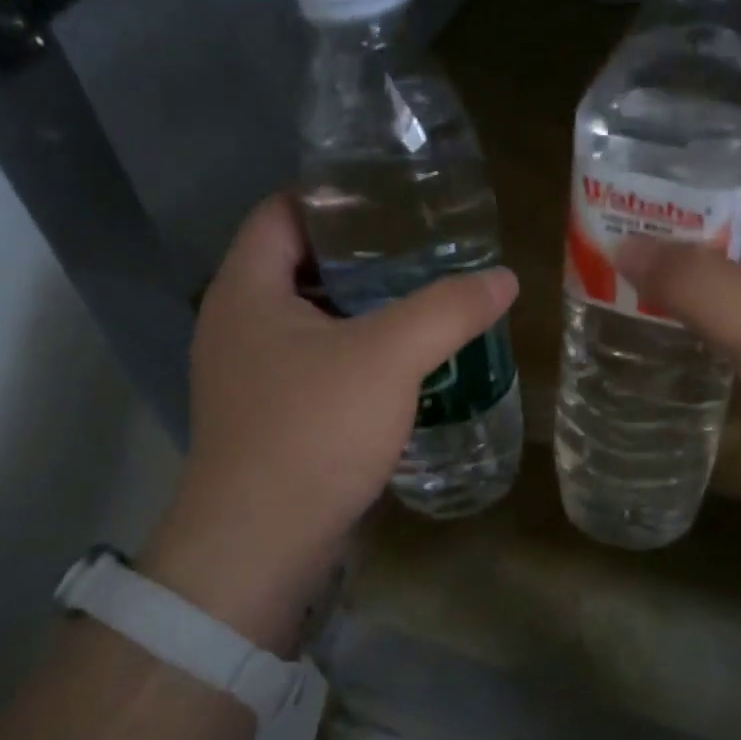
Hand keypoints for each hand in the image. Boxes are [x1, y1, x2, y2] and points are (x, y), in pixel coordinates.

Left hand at [141, 194, 517, 652]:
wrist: (261, 545)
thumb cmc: (313, 432)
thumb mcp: (389, 358)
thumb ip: (447, 310)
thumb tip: (503, 278)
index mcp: (247, 290)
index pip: (283, 211)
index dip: (335, 195)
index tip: (395, 197)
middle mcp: (237, 323)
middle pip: (299, 264)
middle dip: (362, 254)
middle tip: (425, 249)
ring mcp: (249, 375)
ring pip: (311, 319)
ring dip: (362, 309)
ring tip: (423, 300)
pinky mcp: (269, 416)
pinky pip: (316, 364)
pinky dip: (356, 353)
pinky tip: (403, 364)